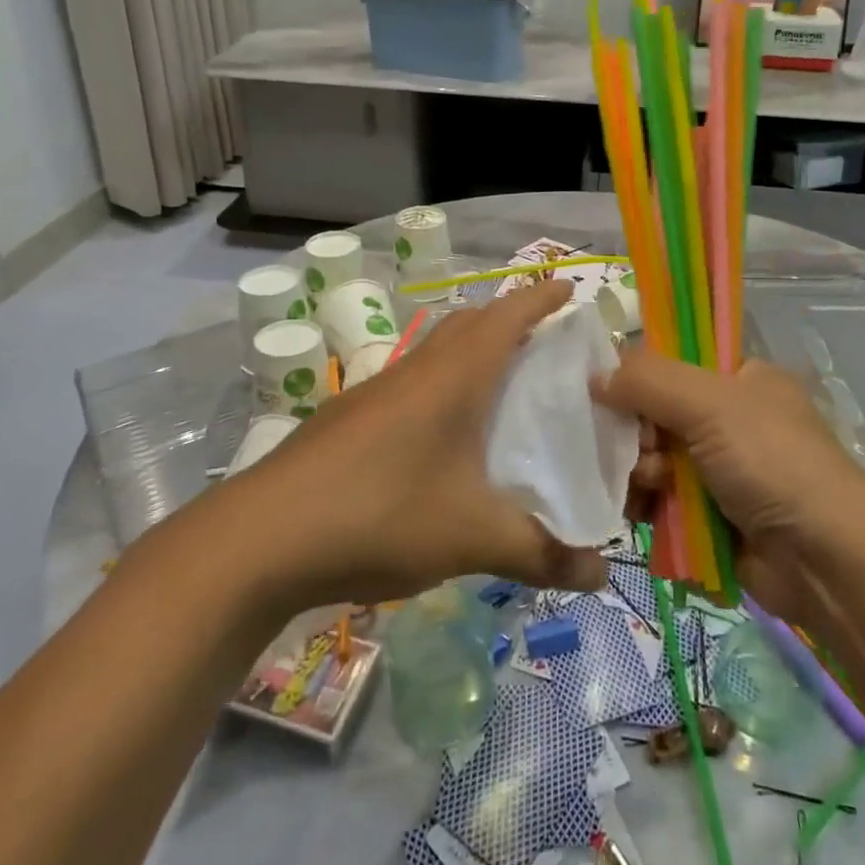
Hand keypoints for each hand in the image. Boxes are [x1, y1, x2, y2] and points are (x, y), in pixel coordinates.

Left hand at [239, 281, 608, 608]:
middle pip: (469, 322)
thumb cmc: (383, 514)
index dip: (541, 297)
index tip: (570, 289)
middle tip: (544, 344)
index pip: (508, 315)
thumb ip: (542, 554)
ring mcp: (376, 392)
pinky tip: (441, 436)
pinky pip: (409, 384)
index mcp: (455, 376)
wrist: (261, 538)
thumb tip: (603, 575)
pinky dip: (439, 387)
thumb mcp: (473, 538)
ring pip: (435, 352)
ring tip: (500, 387)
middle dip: (508, 320)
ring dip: (469, 352)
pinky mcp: (349, 419)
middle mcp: (416, 370)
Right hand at [595, 346, 864, 627]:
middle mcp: (731, 420)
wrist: (825, 560)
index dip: (640, 377)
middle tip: (644, 453)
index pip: (674, 363)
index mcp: (741, 379)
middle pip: (657, 414)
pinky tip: (642, 515)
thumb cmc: (772, 463)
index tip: (612, 395)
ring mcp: (722, 471)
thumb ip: (649, 381)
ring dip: (642, 474)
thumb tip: (596, 375)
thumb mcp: (710, 404)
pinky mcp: (712, 516)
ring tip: (651, 488)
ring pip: (655, 461)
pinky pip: (663, 502)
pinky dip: (649, 508)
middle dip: (639, 436)